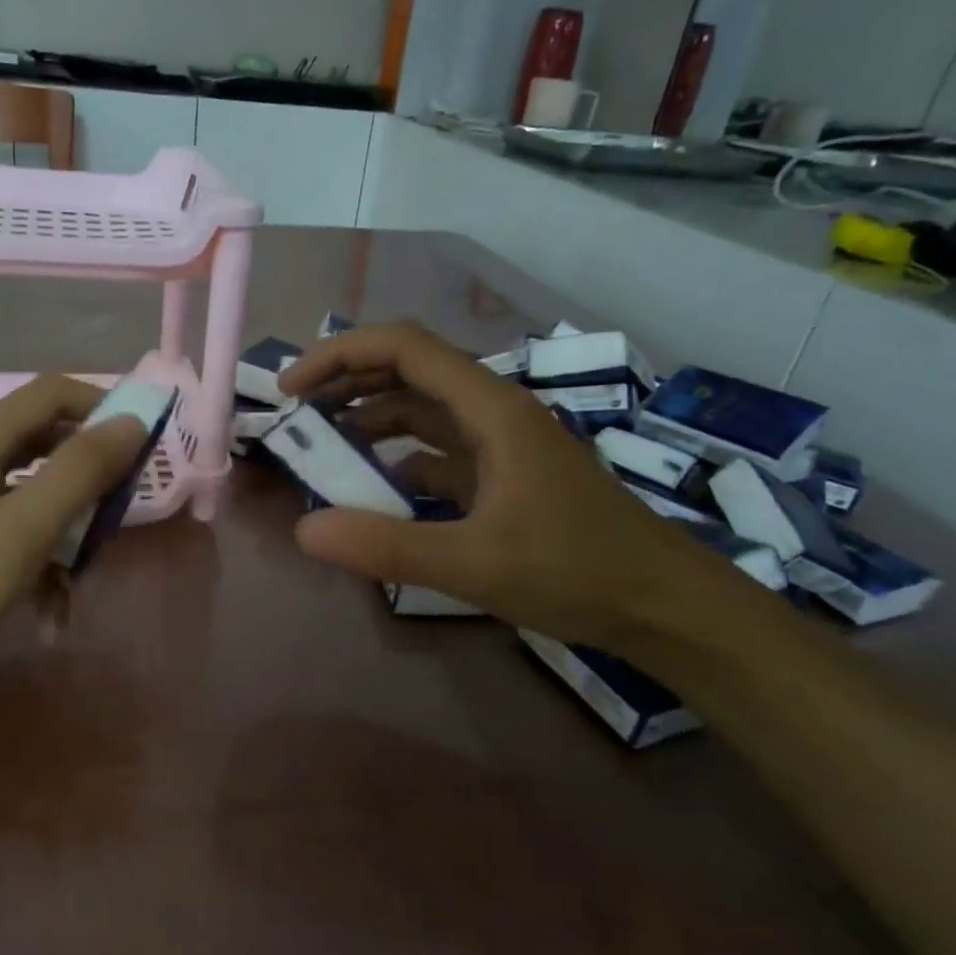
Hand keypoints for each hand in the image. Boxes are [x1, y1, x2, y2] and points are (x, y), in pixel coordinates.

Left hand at [0, 375, 148, 715]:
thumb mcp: (24, 526)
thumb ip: (81, 470)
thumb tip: (133, 422)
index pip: (54, 393)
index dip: (103, 407)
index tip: (143, 445)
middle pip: (50, 445)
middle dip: (91, 481)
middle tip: (117, 515)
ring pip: (38, 499)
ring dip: (68, 536)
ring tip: (82, 582)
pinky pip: (16, 540)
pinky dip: (40, 570)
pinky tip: (50, 618)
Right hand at [279, 321, 721, 650]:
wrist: (663, 605)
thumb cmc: (577, 572)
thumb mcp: (474, 563)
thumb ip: (387, 546)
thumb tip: (305, 530)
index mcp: (492, 409)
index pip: (404, 349)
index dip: (340, 355)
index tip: (292, 389)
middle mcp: (495, 412)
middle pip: (410, 370)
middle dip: (348, 380)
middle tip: (296, 413)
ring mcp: (501, 444)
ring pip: (423, 410)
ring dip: (371, 416)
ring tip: (322, 442)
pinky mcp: (504, 476)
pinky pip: (438, 450)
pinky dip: (398, 456)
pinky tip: (374, 485)